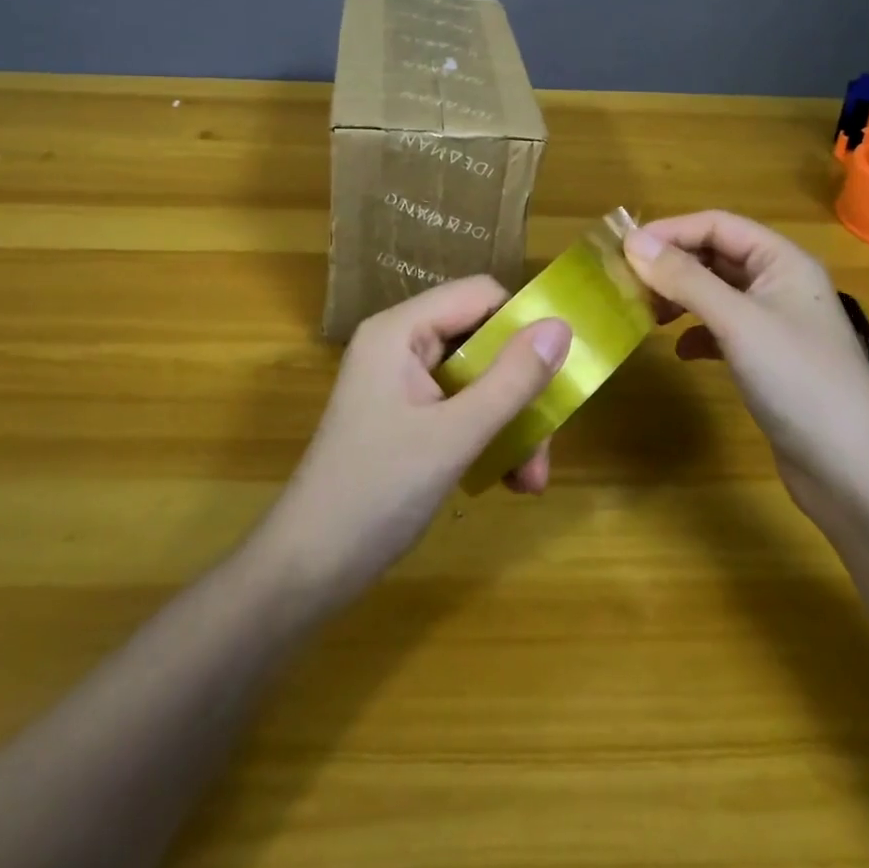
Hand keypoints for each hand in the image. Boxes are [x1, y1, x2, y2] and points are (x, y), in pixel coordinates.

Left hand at [254, 277, 569, 611]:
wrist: (306, 572)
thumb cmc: (376, 493)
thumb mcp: (455, 436)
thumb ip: (512, 379)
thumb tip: (562, 326)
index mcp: (401, 331)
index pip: (479, 295)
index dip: (523, 322)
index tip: (559, 366)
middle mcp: (401, 346)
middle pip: (483, 341)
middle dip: (521, 391)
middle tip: (546, 444)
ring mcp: (402, 384)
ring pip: (478, 380)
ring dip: (511, 424)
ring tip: (531, 480)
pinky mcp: (406, 418)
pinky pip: (462, 409)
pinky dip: (488, 439)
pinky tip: (508, 482)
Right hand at [624, 211, 868, 518]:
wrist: (852, 470)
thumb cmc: (797, 379)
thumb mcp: (736, 321)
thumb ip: (685, 278)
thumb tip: (632, 242)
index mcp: (783, 261)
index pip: (718, 225)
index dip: (671, 231)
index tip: (624, 249)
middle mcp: (781, 284)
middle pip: (717, 255)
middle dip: (673, 264)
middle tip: (628, 284)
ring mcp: (777, 324)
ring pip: (717, 293)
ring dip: (681, 297)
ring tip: (648, 314)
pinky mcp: (770, 360)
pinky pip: (724, 330)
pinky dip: (698, 333)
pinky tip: (682, 352)